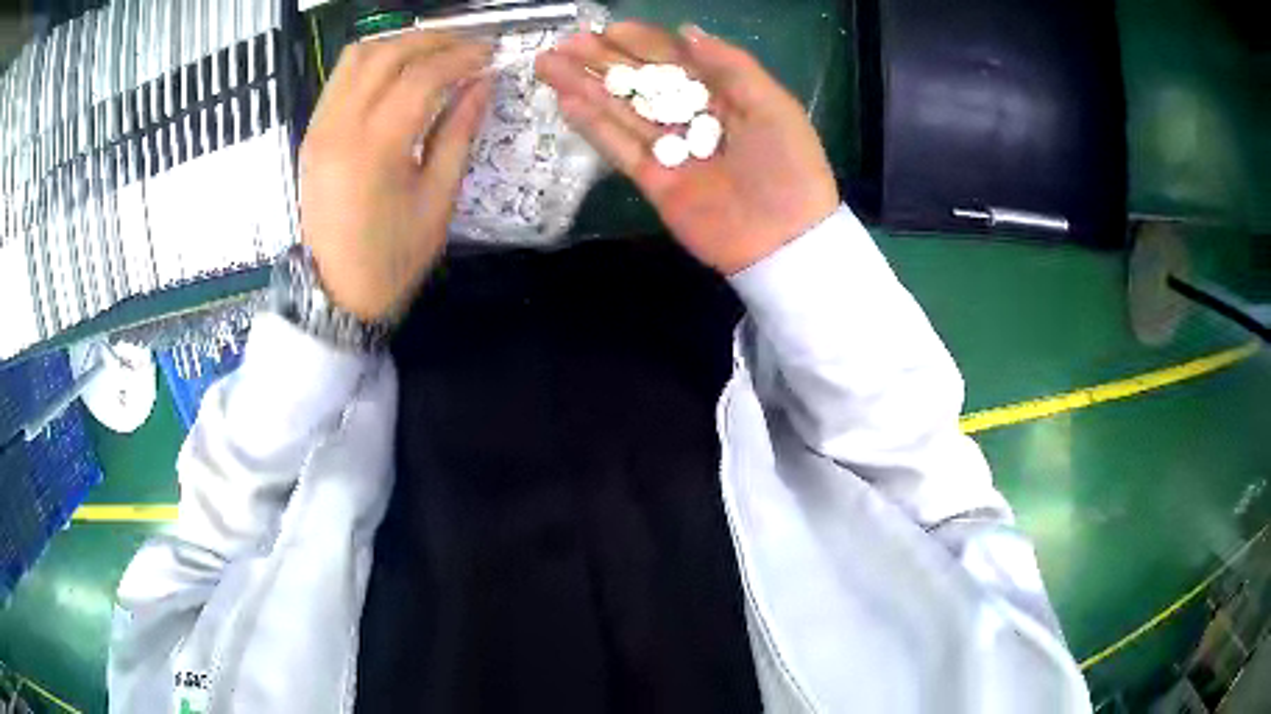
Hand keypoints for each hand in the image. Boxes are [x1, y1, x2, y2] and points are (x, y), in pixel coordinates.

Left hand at [299, 32, 492, 320]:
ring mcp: (319, 128)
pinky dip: (372, 62)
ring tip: (432, 53)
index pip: (422, 76)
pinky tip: (397, 72)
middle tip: (467, 46)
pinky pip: (340, 78)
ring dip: (399, 44)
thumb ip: (459, 133)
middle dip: (433, 40)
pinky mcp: (312, 133)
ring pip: (358, 57)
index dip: (461, 57)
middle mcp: (340, 127)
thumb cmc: (393, 258)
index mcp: (375, 149)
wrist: (335, 294)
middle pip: (387, 54)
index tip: (489, 54)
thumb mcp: (438, 200)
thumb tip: (482, 84)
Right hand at [536, 23, 838, 274]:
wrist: (784, 241)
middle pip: (641, 84)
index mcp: (724, 96)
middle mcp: (692, 118)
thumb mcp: (772, 106)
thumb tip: (687, 29)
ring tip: (548, 65)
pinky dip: (593, 127)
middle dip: (603, 61)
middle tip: (563, 43)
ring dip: (585, 88)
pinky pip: (618, 149)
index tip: (607, 29)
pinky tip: (567, 102)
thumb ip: (730, 66)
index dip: (641, 44)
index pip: (675, 62)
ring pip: (621, 111)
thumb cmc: (788, 166)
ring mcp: (670, 150)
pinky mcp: (653, 181)